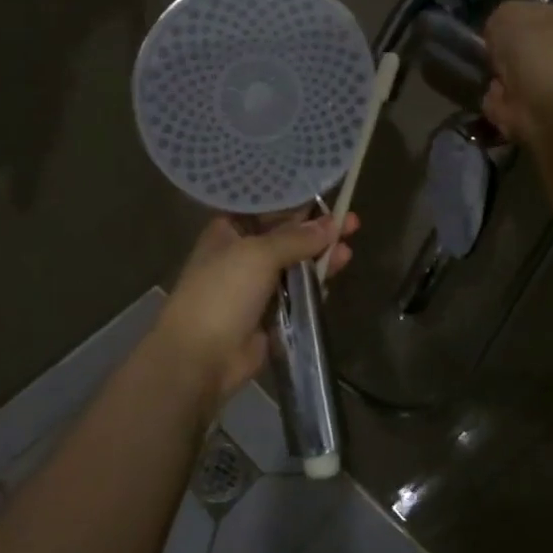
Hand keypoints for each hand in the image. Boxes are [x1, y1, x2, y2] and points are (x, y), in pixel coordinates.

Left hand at [155, 213, 359, 414]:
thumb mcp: (259, 254)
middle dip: (316, 229)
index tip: (328, 196)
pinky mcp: (270, 313)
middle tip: (351, 222)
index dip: (297, 201)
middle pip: (286, 235)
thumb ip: (297, 238)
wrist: (200, 356)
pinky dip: (316, 281)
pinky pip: (298, 291)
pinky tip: (337, 270)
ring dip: (321, 255)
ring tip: (349, 248)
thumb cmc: (223, 292)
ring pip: (295, 264)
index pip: (267, 208)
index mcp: (228, 230)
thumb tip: (332, 224)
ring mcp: (255, 285)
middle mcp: (241, 253)